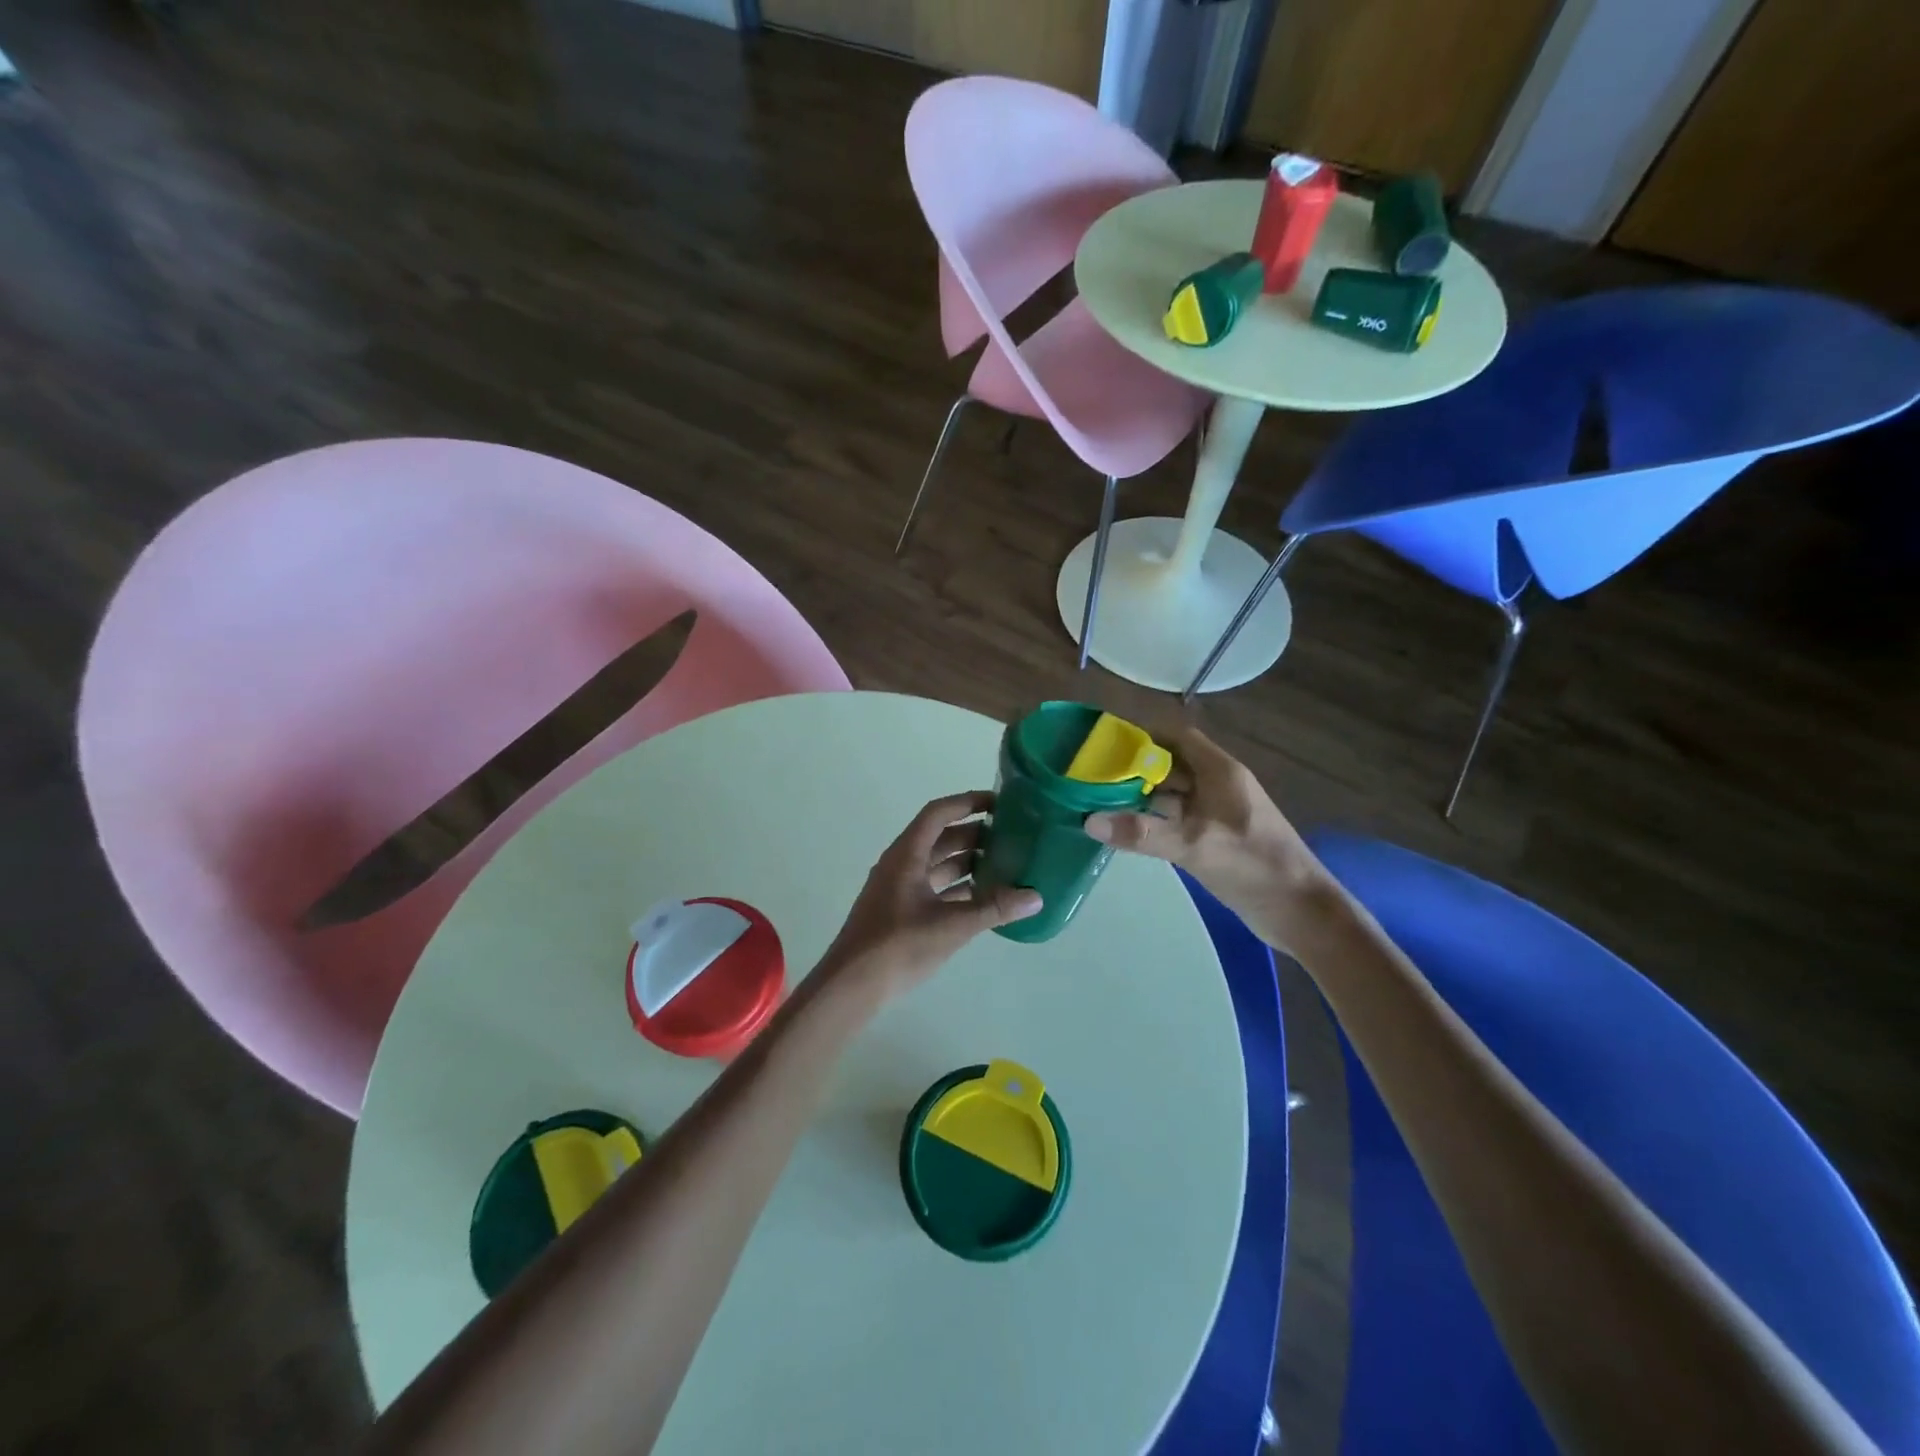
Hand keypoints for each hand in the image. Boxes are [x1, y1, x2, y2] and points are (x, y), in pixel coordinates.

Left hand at [822, 792, 1042, 996]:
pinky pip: (934, 888)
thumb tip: (1035, 897)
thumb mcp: (951, 926)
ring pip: (938, 864)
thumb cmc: (897, 946)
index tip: (999, 803)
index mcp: (906, 855)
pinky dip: (958, 888)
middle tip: (1012, 836)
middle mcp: (901, 864)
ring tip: (1006, 865)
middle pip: (940, 837)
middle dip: (975, 834)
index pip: (938, 813)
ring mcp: (899, 889)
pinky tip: (984, 898)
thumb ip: (993, 909)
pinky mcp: (902, 912)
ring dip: (968, 862)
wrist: (851, 986)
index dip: (967, 803)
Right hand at [1083, 727, 1332, 950]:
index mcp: (1220, 772)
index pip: (1177, 737)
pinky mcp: (1216, 837)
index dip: (1143, 736)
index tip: (1106, 745)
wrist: (1301, 911)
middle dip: (1135, 768)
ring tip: (1100, 801)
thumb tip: (1089, 821)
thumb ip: (1142, 832)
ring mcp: (1218, 813)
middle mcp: (1218, 785)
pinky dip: (1154, 819)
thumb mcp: (1194, 846)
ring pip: (1173, 793)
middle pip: (1171, 764)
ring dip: (1142, 795)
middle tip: (1094, 776)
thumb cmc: (1253, 866)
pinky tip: (1127, 830)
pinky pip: (1178, 818)